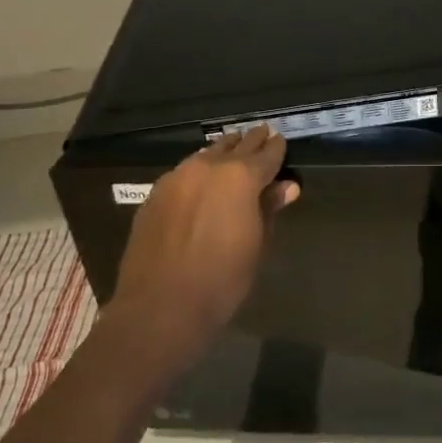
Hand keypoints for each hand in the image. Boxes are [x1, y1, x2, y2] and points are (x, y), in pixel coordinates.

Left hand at [109, 124, 299, 361]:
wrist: (160, 307)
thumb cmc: (222, 280)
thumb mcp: (257, 244)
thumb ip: (269, 208)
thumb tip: (287, 187)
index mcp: (241, 178)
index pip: (267, 153)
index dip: (277, 148)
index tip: (281, 141)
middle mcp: (208, 167)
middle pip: (236, 146)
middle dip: (251, 142)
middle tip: (262, 135)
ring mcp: (177, 177)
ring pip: (206, 154)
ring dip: (223, 152)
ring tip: (233, 152)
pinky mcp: (155, 193)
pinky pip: (184, 172)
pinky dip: (199, 170)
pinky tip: (202, 180)